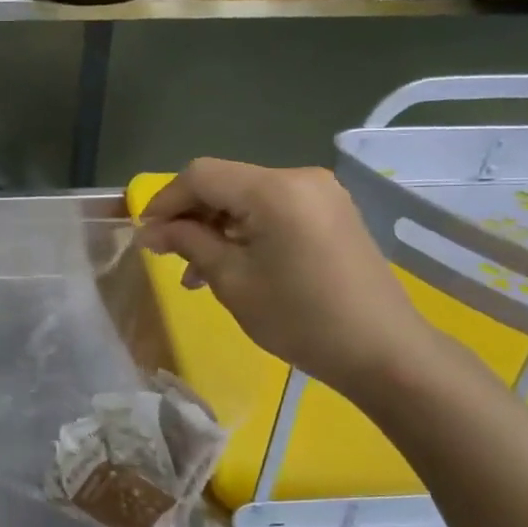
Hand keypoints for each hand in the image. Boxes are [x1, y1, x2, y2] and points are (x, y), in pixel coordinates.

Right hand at [140, 159, 440, 402]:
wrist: (383, 351)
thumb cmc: (300, 318)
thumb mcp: (232, 280)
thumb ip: (188, 243)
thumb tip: (150, 231)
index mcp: (275, 189)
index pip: (201, 175)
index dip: (165, 201)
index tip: (144, 235)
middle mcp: (299, 177)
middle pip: (225, 182)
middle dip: (189, 216)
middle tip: (166, 256)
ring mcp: (319, 194)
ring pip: (247, 197)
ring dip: (215, 226)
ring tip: (195, 272)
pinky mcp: (330, 212)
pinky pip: (273, 209)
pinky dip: (244, 230)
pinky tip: (230, 264)